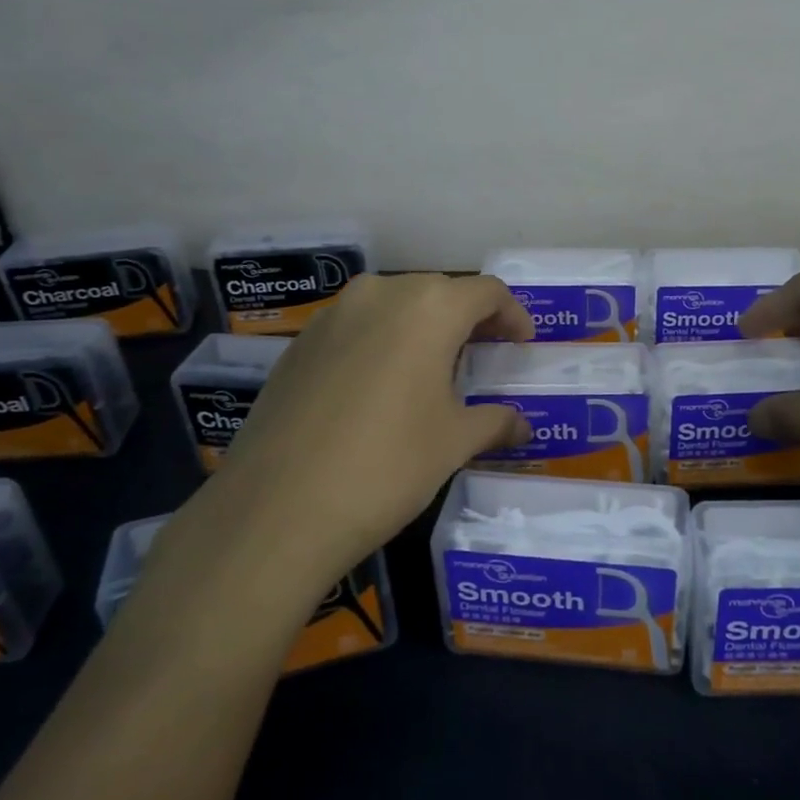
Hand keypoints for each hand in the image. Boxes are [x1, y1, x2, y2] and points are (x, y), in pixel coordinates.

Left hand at [139, 274, 532, 639]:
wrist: (277, 507)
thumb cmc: (387, 465)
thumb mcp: (454, 443)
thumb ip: (495, 422)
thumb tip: (522, 426)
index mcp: (429, 307)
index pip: (486, 292)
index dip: (512, 315)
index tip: (521, 343)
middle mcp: (380, 294)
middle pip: (439, 293)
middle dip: (468, 320)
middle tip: (483, 355)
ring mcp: (333, 315)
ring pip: (394, 306)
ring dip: (422, 329)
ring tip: (434, 370)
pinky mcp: (299, 344)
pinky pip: (357, 327)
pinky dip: (381, 343)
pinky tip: (380, 387)